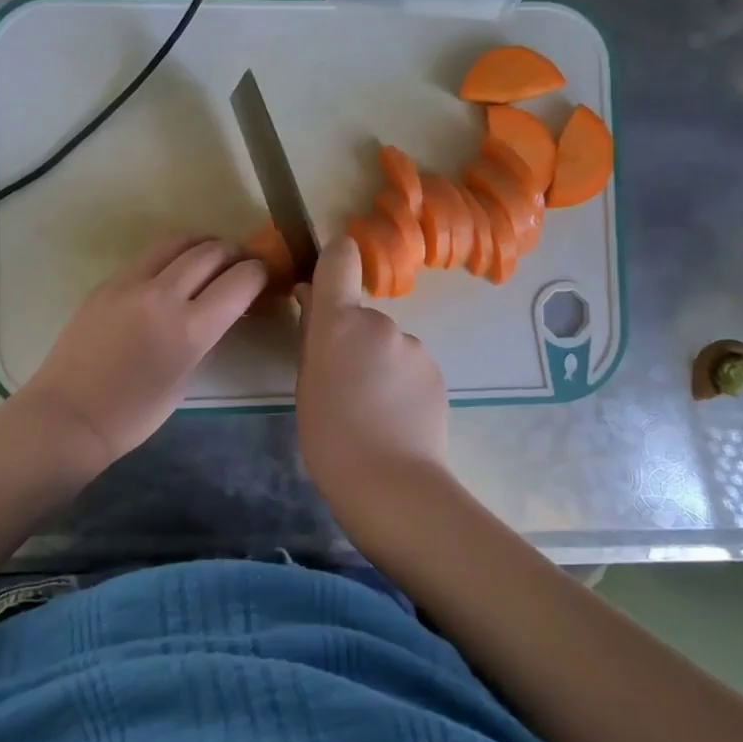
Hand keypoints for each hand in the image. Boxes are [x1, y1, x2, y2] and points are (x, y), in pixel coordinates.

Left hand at [14, 234, 267, 470]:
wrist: (70, 415)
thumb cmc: (135, 413)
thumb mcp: (186, 378)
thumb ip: (207, 337)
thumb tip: (224, 311)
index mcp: (190, 328)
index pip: (240, 280)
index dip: (259, 273)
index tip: (264, 276)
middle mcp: (163, 295)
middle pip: (211, 252)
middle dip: (234, 253)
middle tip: (241, 264)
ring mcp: (130, 283)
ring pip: (176, 242)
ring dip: (202, 244)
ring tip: (209, 256)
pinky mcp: (106, 282)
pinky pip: (147, 256)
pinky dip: (170, 256)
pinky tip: (171, 272)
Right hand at [294, 236, 447, 510]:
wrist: (389, 482)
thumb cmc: (329, 435)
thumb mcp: (305, 383)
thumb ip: (311, 335)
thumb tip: (311, 297)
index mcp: (340, 323)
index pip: (340, 260)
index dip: (335, 259)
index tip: (327, 277)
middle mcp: (381, 323)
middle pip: (361, 316)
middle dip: (352, 339)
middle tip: (342, 383)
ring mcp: (414, 346)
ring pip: (388, 344)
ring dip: (378, 362)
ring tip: (371, 408)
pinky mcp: (437, 371)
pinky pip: (409, 365)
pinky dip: (400, 381)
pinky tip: (395, 416)